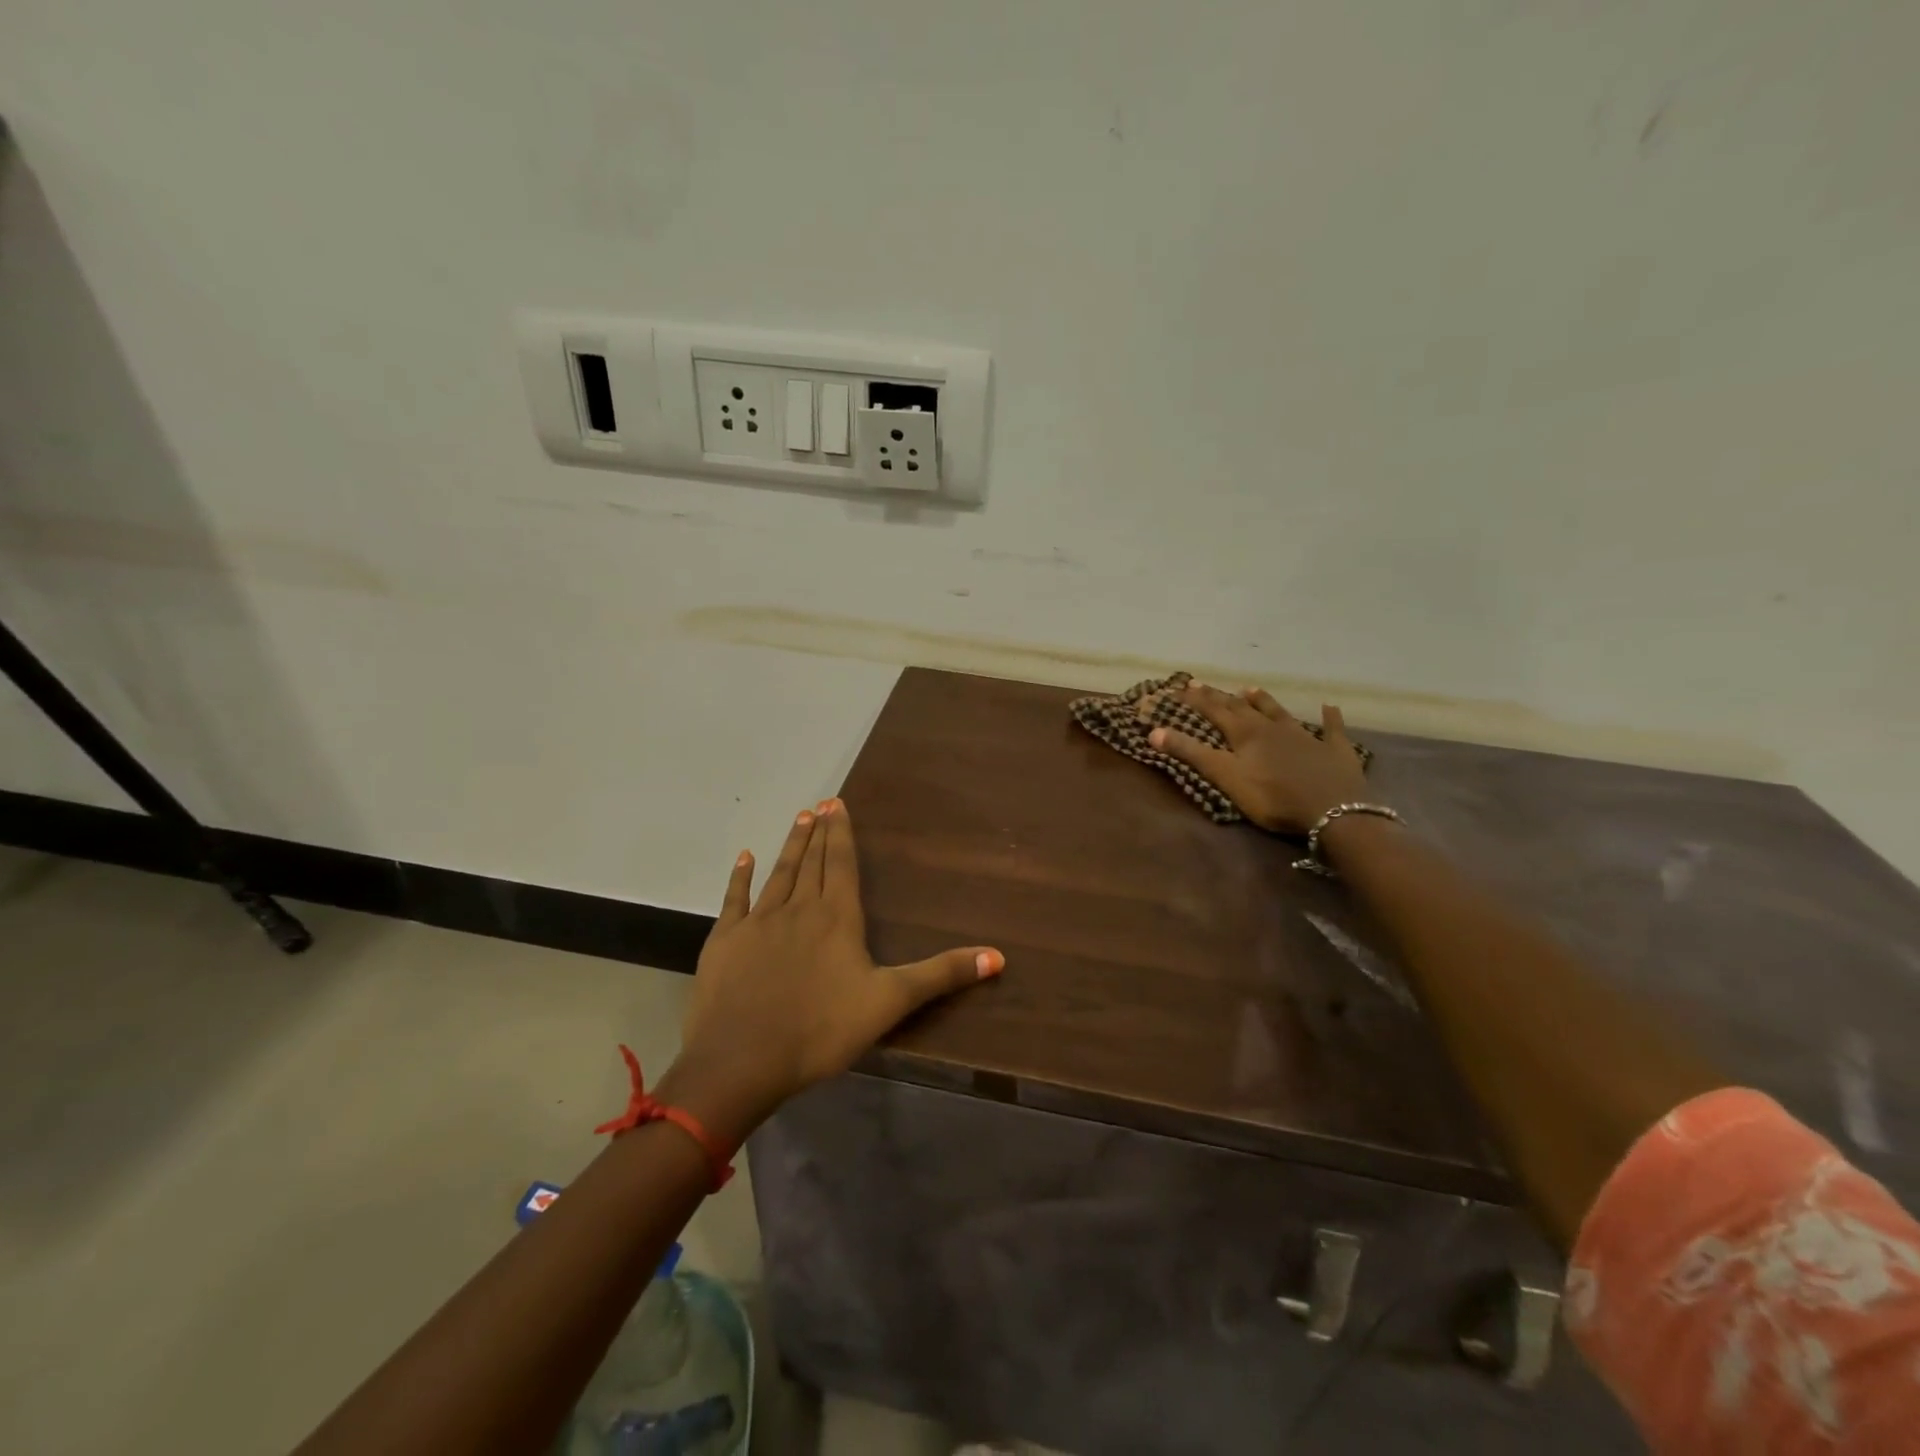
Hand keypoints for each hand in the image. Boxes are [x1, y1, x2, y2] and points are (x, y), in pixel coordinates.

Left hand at [663, 800, 1003, 1143]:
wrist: (741, 1061)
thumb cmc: (821, 1031)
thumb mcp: (890, 1002)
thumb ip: (941, 975)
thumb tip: (998, 956)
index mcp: (837, 918)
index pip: (842, 864)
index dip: (842, 834)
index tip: (837, 804)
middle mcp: (799, 909)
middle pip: (813, 862)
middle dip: (820, 833)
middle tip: (821, 804)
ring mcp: (758, 922)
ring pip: (779, 873)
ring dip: (791, 846)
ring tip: (799, 819)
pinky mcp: (726, 941)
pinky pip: (735, 899)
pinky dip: (740, 877)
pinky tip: (744, 857)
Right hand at [1146, 684, 1369, 833]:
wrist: (1333, 812)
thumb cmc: (1273, 797)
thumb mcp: (1225, 777)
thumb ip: (1191, 753)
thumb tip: (1153, 731)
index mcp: (1245, 734)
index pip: (1214, 711)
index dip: (1195, 700)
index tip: (1178, 687)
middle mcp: (1273, 728)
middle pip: (1242, 708)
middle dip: (1220, 697)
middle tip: (1202, 685)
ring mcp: (1306, 736)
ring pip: (1280, 712)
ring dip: (1264, 701)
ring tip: (1251, 689)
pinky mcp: (1334, 750)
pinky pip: (1331, 729)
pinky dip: (1329, 718)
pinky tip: (1330, 707)